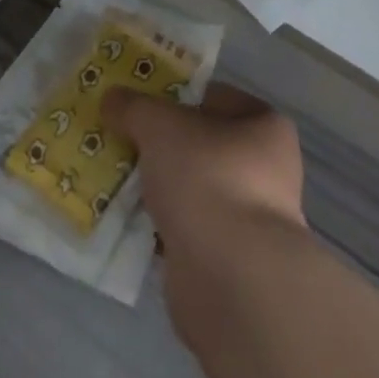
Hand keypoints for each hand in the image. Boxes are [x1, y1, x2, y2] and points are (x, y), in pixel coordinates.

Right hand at [103, 82, 305, 252]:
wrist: (229, 281)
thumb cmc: (207, 179)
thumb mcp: (161, 126)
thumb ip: (134, 107)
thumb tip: (112, 97)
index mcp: (266, 127)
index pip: (214, 98)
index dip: (175, 96)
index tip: (138, 104)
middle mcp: (266, 170)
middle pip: (200, 145)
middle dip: (161, 146)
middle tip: (121, 141)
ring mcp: (249, 219)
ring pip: (190, 189)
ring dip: (158, 188)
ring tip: (115, 180)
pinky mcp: (226, 262)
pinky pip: (184, 230)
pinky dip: (158, 227)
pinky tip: (126, 222)